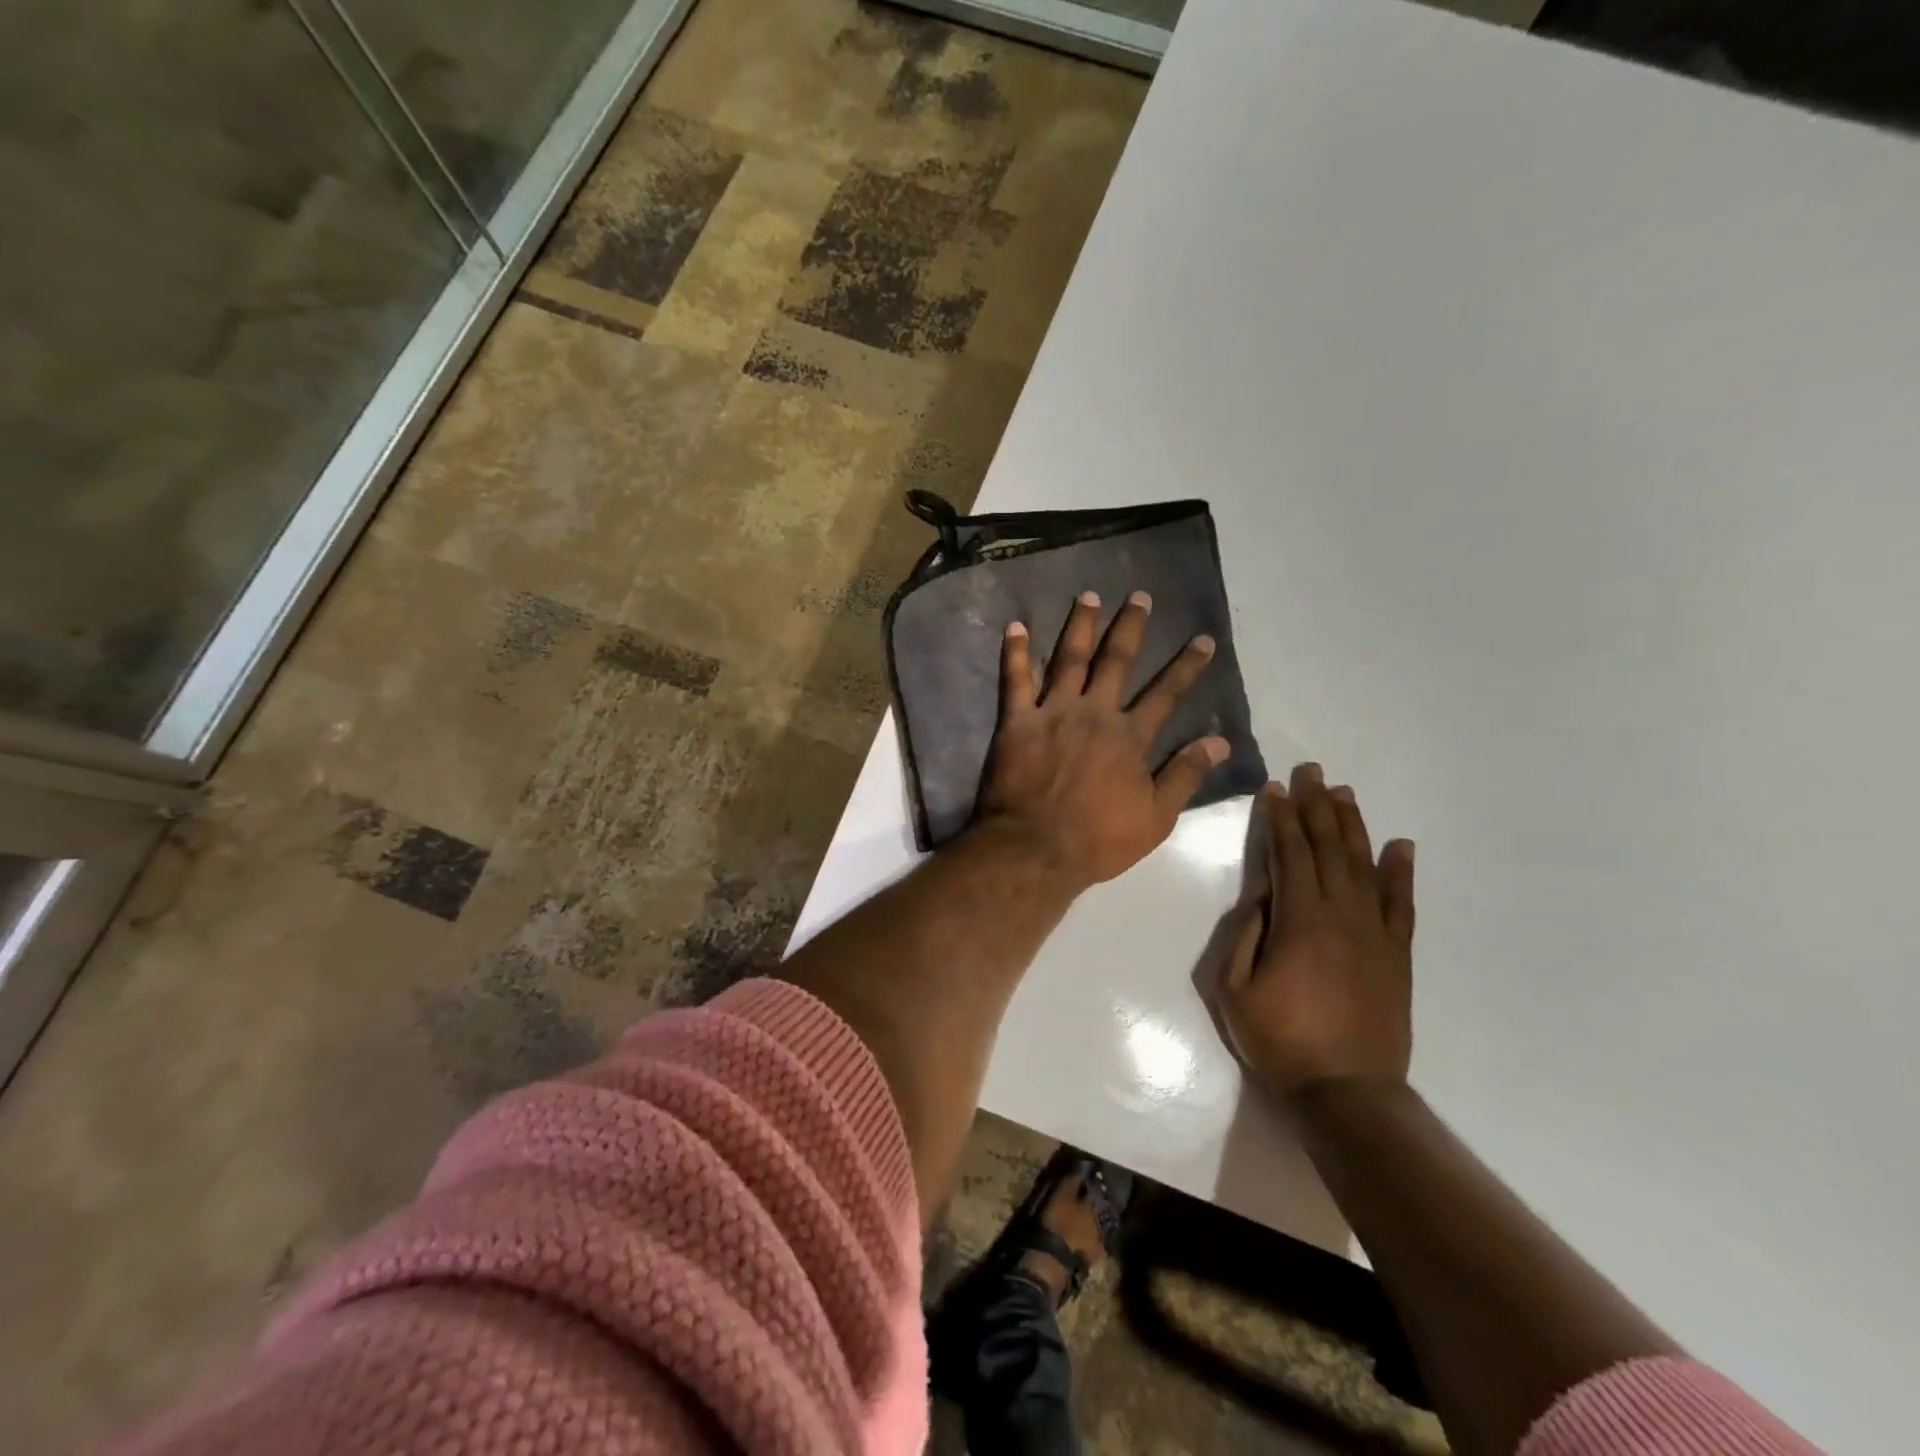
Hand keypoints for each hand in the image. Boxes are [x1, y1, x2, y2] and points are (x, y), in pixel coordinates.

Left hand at [976, 590, 1226, 888]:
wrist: (1036, 848)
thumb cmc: (1098, 839)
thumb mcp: (1157, 817)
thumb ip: (1186, 775)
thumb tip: (1219, 740)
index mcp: (1130, 737)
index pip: (1166, 694)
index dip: (1187, 666)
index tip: (1202, 639)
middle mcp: (1095, 713)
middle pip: (1116, 662)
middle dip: (1130, 627)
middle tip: (1139, 596)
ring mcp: (1054, 713)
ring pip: (1070, 659)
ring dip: (1080, 626)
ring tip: (1088, 596)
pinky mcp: (1017, 722)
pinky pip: (1015, 680)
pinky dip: (1015, 652)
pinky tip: (1016, 626)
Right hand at [1218, 764, 1415, 1095]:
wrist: (1347, 1090)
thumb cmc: (1280, 1040)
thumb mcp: (1234, 989)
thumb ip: (1245, 935)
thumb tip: (1262, 896)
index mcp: (1299, 921)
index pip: (1289, 855)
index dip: (1280, 819)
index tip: (1274, 789)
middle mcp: (1340, 916)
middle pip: (1328, 849)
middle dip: (1316, 807)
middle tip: (1312, 772)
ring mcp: (1374, 933)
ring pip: (1363, 866)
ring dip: (1352, 826)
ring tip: (1344, 794)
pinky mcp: (1396, 954)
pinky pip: (1400, 904)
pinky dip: (1400, 872)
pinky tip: (1399, 845)